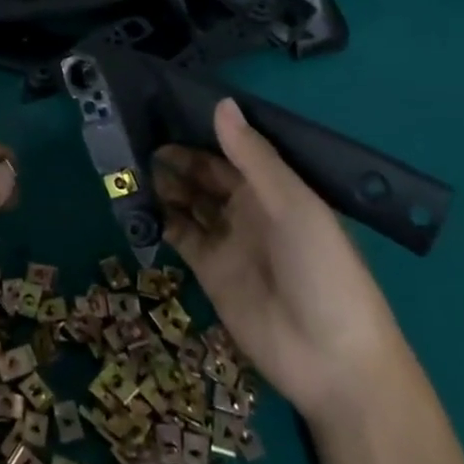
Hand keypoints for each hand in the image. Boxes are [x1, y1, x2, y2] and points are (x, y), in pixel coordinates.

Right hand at [156, 99, 407, 426]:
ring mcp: (228, 238)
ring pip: (189, 199)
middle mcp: (250, 207)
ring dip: (165, 181)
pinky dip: (160, 216)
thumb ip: (253, 156)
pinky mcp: (208, 269)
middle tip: (138, 132)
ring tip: (131, 161)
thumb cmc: (323, 270)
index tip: (168, 104)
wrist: (331, 361)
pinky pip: (179, 233)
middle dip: (177, 154)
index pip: (234, 148)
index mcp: (276, 188)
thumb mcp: (294, 205)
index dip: (204, 129)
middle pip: (206, 172)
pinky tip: (137, 198)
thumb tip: (220, 102)